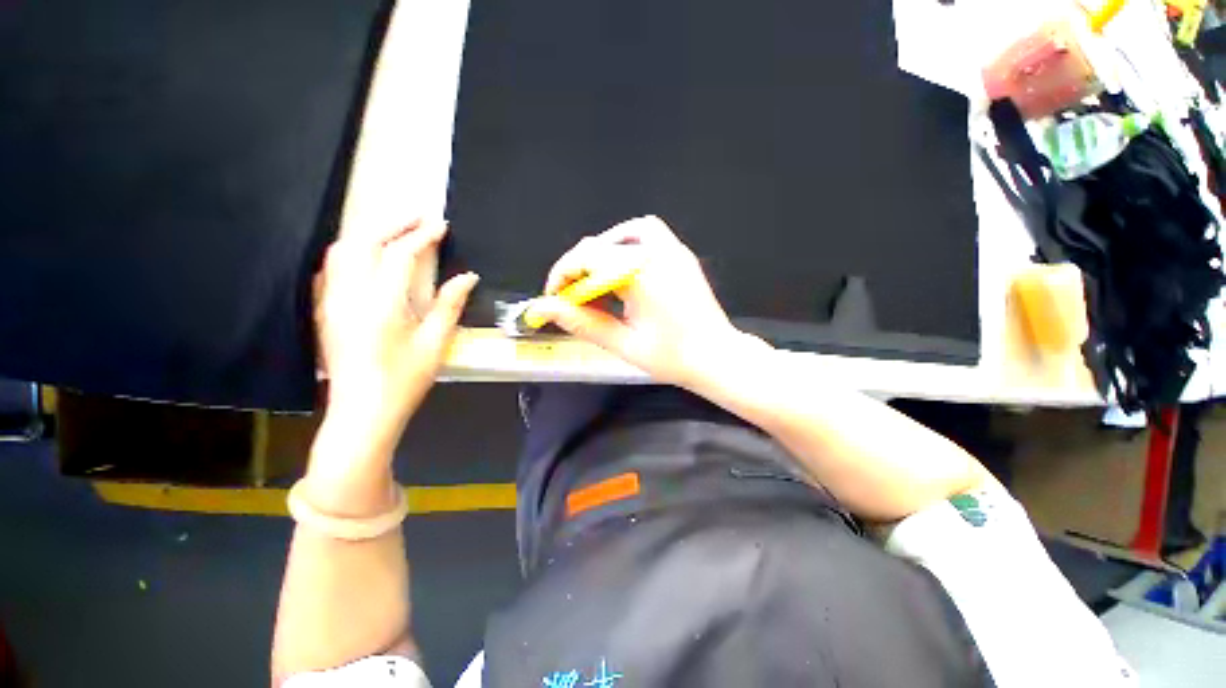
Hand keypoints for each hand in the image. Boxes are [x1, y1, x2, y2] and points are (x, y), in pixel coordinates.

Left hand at [313, 218, 477, 448]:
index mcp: (381, 303)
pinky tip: (367, 257)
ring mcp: (332, 301)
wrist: (363, 410)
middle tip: (419, 219)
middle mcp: (350, 294)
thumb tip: (468, 277)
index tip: (441, 226)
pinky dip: (352, 252)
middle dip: (393, 224)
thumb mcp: (435, 343)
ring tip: (395, 231)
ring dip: (369, 234)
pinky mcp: (326, 310)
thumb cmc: (404, 379)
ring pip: (342, 250)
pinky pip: (332, 268)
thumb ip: (450, 304)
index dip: (422, 236)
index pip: (400, 255)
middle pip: (364, 242)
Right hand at [532, 215, 760, 385]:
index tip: (555, 298)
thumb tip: (547, 310)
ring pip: (626, 233)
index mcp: (642, 274)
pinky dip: (626, 248)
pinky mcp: (681, 256)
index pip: (588, 256)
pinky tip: (622, 274)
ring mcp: (674, 251)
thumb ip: (583, 323)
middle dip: (580, 268)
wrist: (718, 357)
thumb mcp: (623, 344)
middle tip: (574, 297)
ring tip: (596, 282)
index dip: (563, 274)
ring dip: (603, 252)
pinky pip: (648, 236)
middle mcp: (658, 253)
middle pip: (603, 244)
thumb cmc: (674, 357)